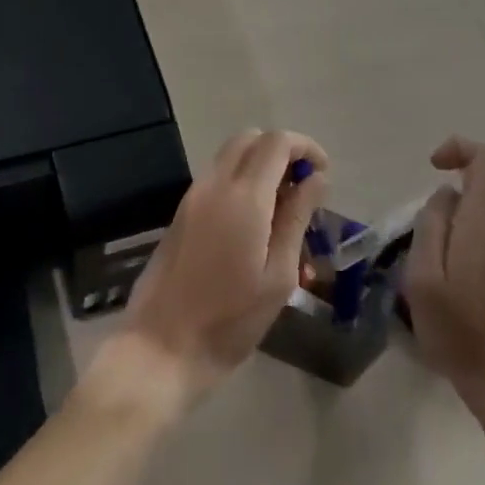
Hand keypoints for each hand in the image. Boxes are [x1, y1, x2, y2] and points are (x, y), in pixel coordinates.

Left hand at [110, 128, 327, 410]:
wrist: (161, 345)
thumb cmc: (230, 320)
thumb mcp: (278, 276)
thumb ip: (297, 218)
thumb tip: (316, 178)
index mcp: (243, 196)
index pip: (276, 142)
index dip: (305, 147)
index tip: (323, 174)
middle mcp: (214, 184)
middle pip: (250, 139)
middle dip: (281, 152)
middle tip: (304, 189)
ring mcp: (193, 195)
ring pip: (231, 156)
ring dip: (261, 167)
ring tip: (285, 213)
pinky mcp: (182, 212)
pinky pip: (218, 178)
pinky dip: (242, 183)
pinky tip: (257, 227)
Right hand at [406, 138, 484, 397]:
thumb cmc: (458, 332)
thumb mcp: (423, 278)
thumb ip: (431, 225)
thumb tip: (444, 196)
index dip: (461, 147)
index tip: (434, 167)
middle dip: (471, 157)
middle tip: (440, 178)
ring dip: (476, 183)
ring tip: (443, 216)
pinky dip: (482, 205)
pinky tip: (457, 240)